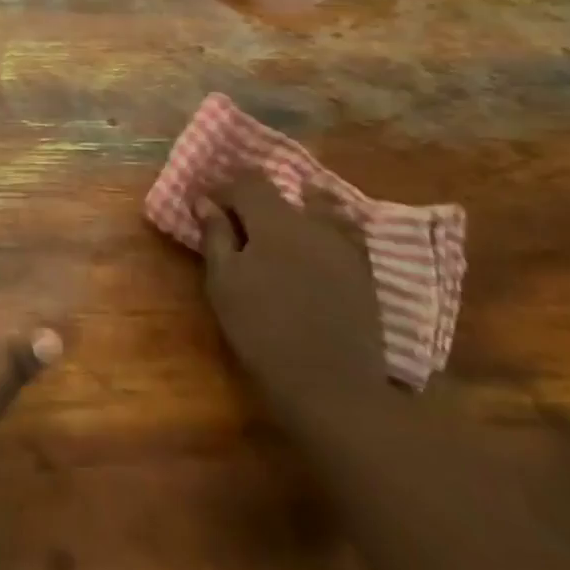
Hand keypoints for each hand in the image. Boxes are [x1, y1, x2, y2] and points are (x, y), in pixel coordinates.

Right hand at [197, 170, 385, 426]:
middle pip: (282, 193)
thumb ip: (215, 236)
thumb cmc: (264, 332)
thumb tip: (205, 201)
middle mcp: (311, 221)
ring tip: (278, 234)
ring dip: (295, 212)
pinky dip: (325, 231)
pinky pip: (343, 234)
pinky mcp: (364, 271)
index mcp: (274, 219)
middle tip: (240, 225)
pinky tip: (314, 250)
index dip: (225, 189)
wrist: (332, 388)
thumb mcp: (224, 283)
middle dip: (257, 201)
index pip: (248, 182)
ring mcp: (343, 244)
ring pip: (317, 209)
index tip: (208, 207)